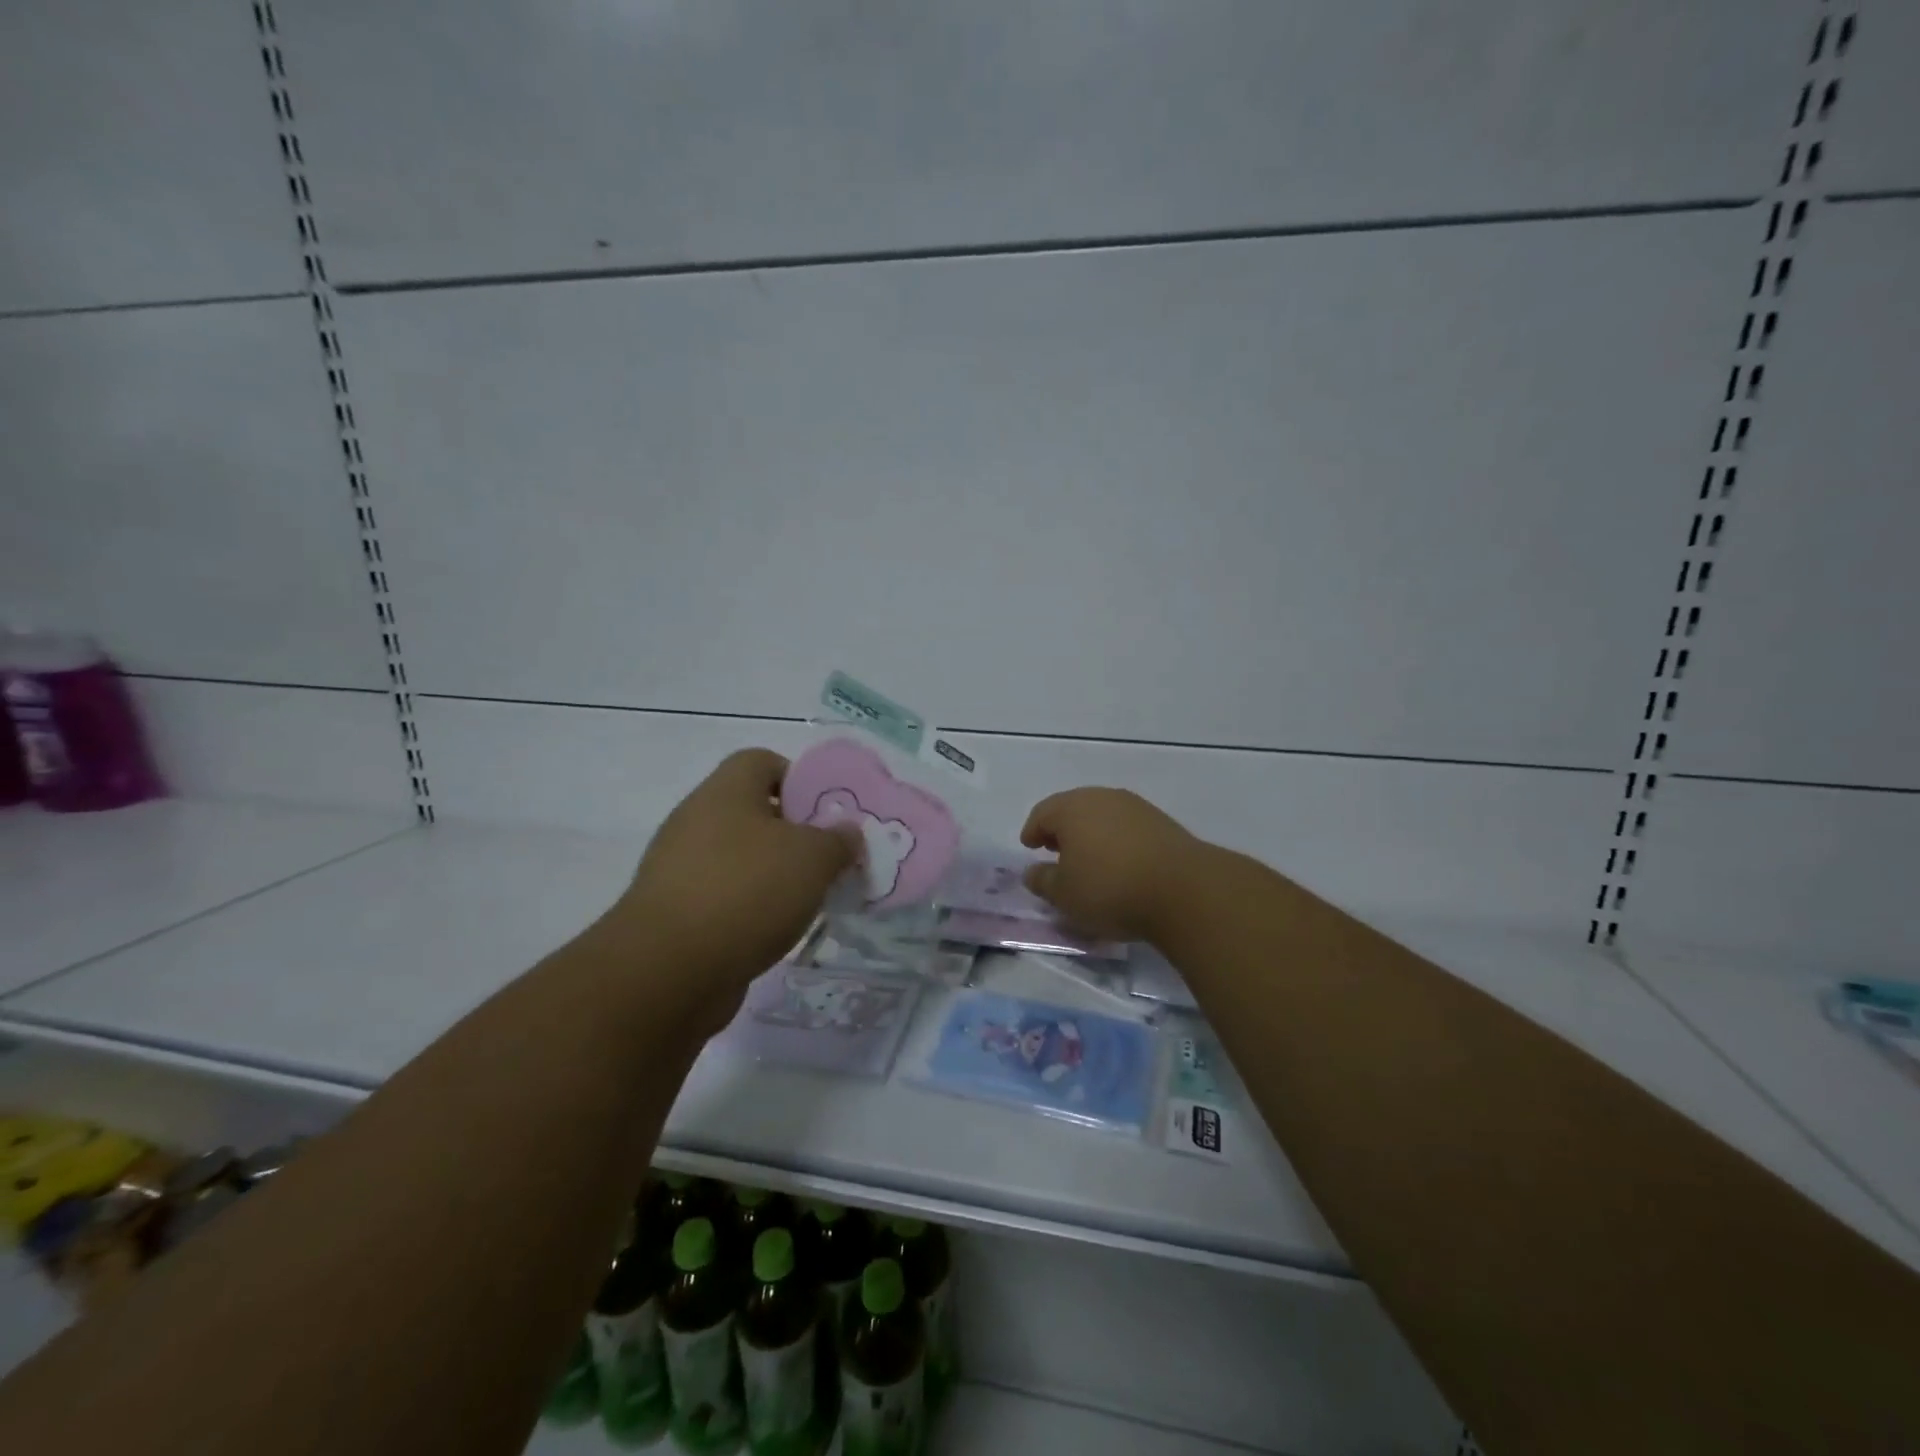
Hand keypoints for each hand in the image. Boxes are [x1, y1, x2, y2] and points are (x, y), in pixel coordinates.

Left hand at [608, 749, 854, 985]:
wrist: (668, 971)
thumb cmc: (747, 891)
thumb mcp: (814, 858)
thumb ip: (839, 840)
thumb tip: (846, 833)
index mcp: (726, 791)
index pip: (762, 761)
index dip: (799, 779)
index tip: (826, 814)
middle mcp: (697, 820)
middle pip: (753, 812)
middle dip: (794, 834)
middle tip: (827, 859)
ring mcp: (679, 867)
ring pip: (740, 858)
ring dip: (774, 875)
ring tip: (808, 900)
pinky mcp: (674, 912)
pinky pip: (724, 897)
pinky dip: (751, 909)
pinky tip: (776, 931)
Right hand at [1020, 787, 1208, 943]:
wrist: (1183, 890)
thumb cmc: (1110, 889)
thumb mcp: (1064, 895)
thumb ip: (1043, 881)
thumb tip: (1032, 871)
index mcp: (1072, 808)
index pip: (1042, 814)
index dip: (1032, 831)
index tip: (1029, 846)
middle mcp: (1102, 798)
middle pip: (1073, 808)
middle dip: (1061, 828)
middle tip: (1055, 850)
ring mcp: (1136, 807)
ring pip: (1103, 815)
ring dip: (1091, 833)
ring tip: (1088, 859)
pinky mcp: (1162, 823)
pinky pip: (1127, 827)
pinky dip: (1116, 840)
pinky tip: (1119, 862)